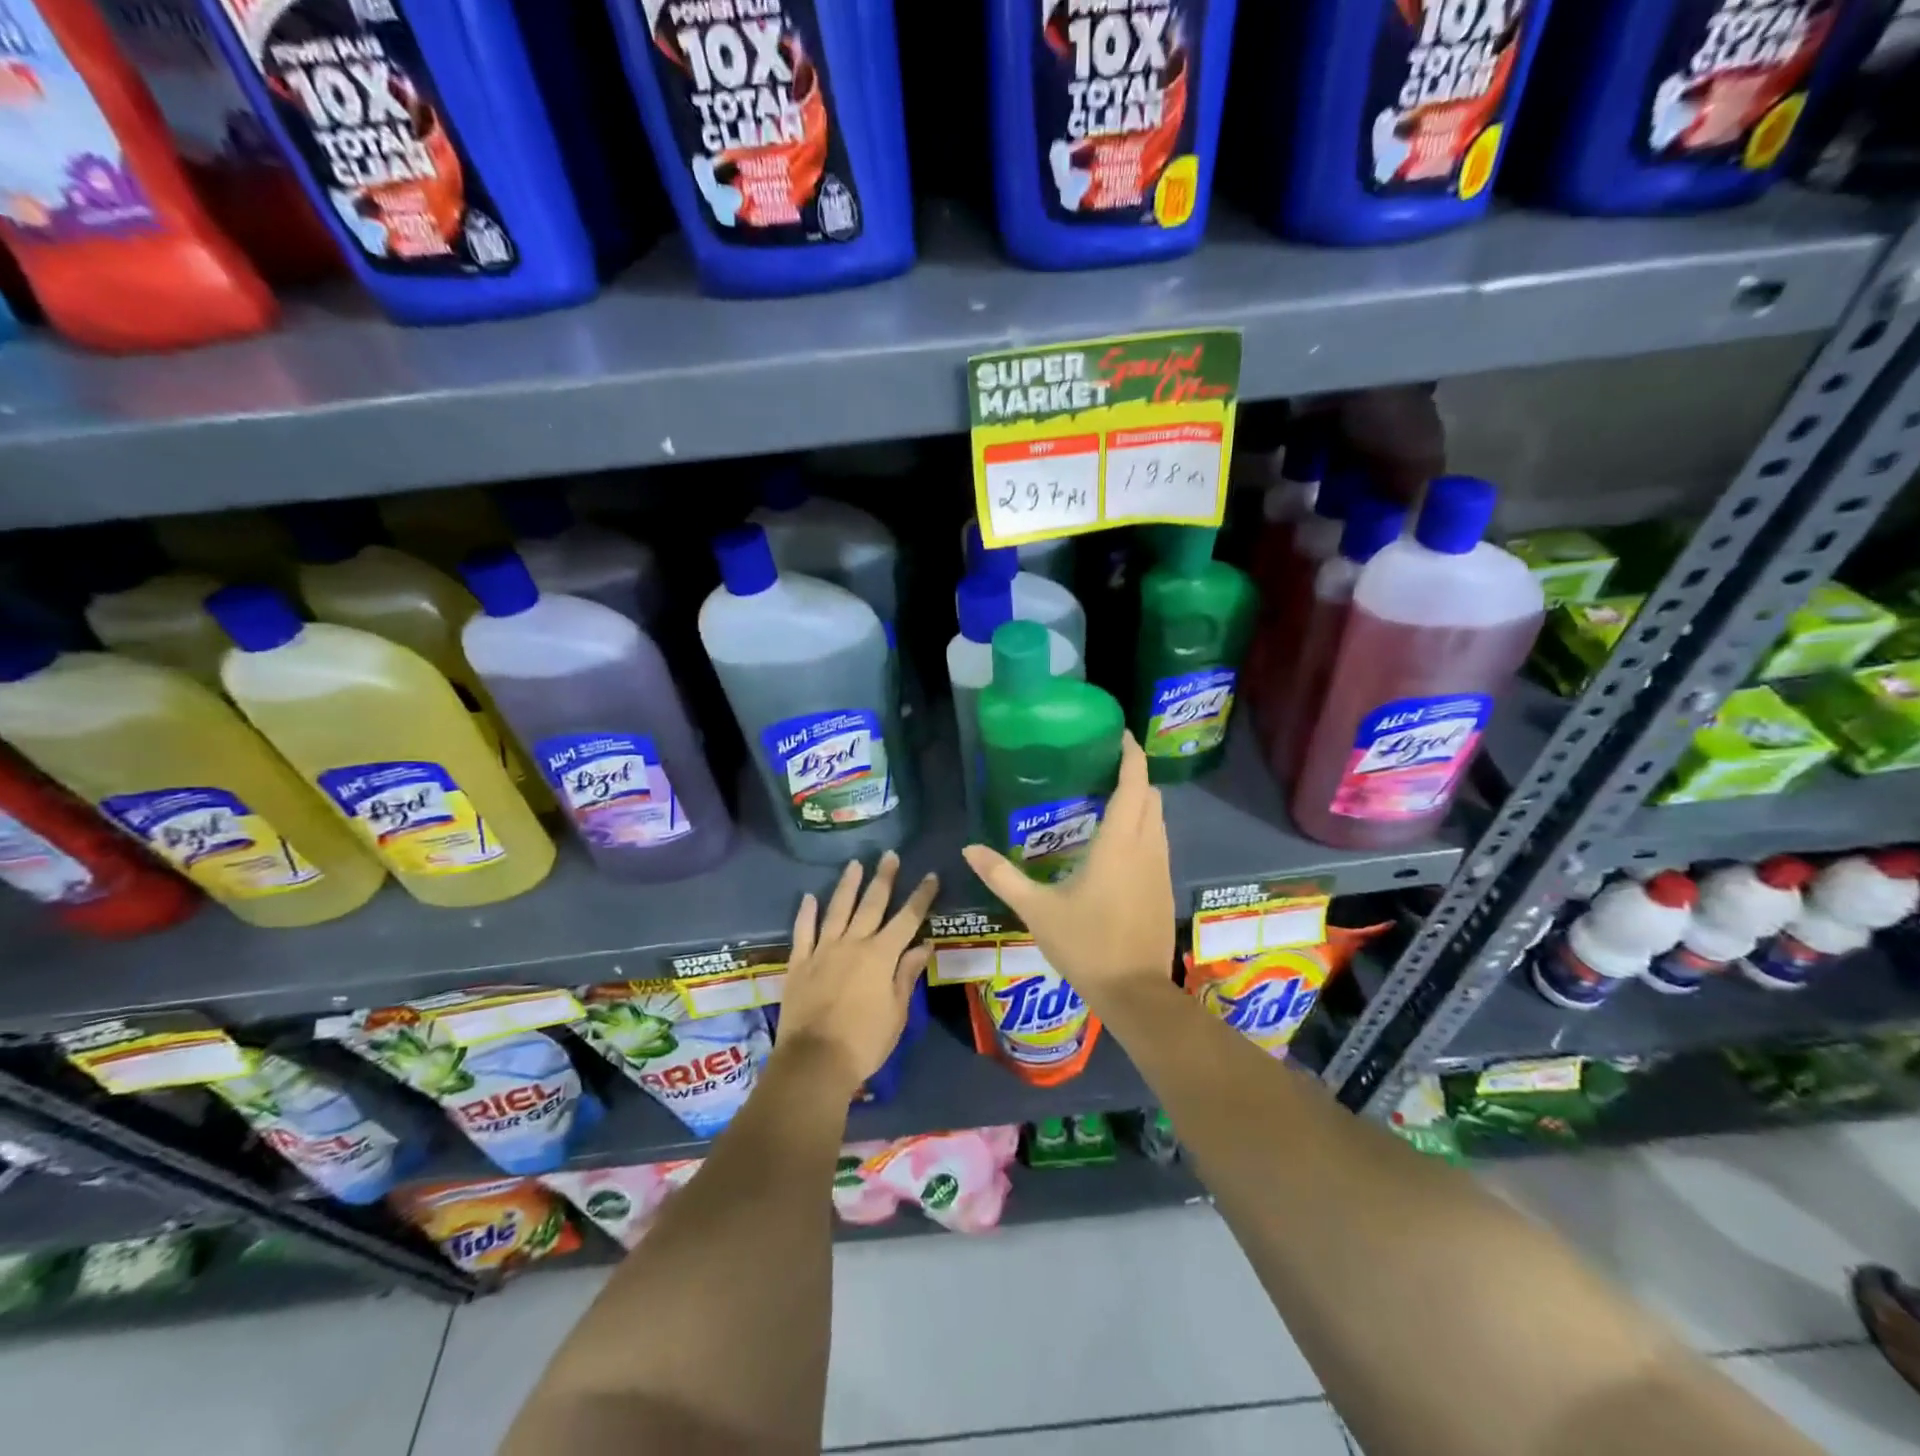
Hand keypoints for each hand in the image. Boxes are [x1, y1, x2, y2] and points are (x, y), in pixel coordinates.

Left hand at [776, 852, 938, 1095]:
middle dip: (884, 878)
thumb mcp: (897, 1012)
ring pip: (837, 909)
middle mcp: (853, 944)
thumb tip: (923, 945)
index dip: (920, 896)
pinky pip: (803, 931)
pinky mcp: (799, 963)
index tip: (930, 875)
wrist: (814, 1062)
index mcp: (881, 956)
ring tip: (855, 864)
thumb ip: (907, 974)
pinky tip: (809, 897)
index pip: (907, 919)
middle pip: (871, 904)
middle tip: (890, 855)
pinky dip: (806, 913)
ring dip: (847, 885)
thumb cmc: (865, 1042)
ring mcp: (823, 950)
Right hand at [961, 733, 1174, 996]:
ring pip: (1158, 820)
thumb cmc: (1086, 944)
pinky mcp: (1164, 886)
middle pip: (1151, 796)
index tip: (1119, 734)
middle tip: (1101, 767)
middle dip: (1133, 776)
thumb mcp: (1036, 909)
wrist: (1135, 992)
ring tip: (1106, 798)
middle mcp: (1147, 847)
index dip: (1131, 755)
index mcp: (1119, 843)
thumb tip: (968, 848)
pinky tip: (1117, 843)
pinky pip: (1158, 841)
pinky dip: (1144, 827)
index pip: (1134, 784)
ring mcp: (1160, 867)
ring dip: (1141, 802)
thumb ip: (1002, 875)